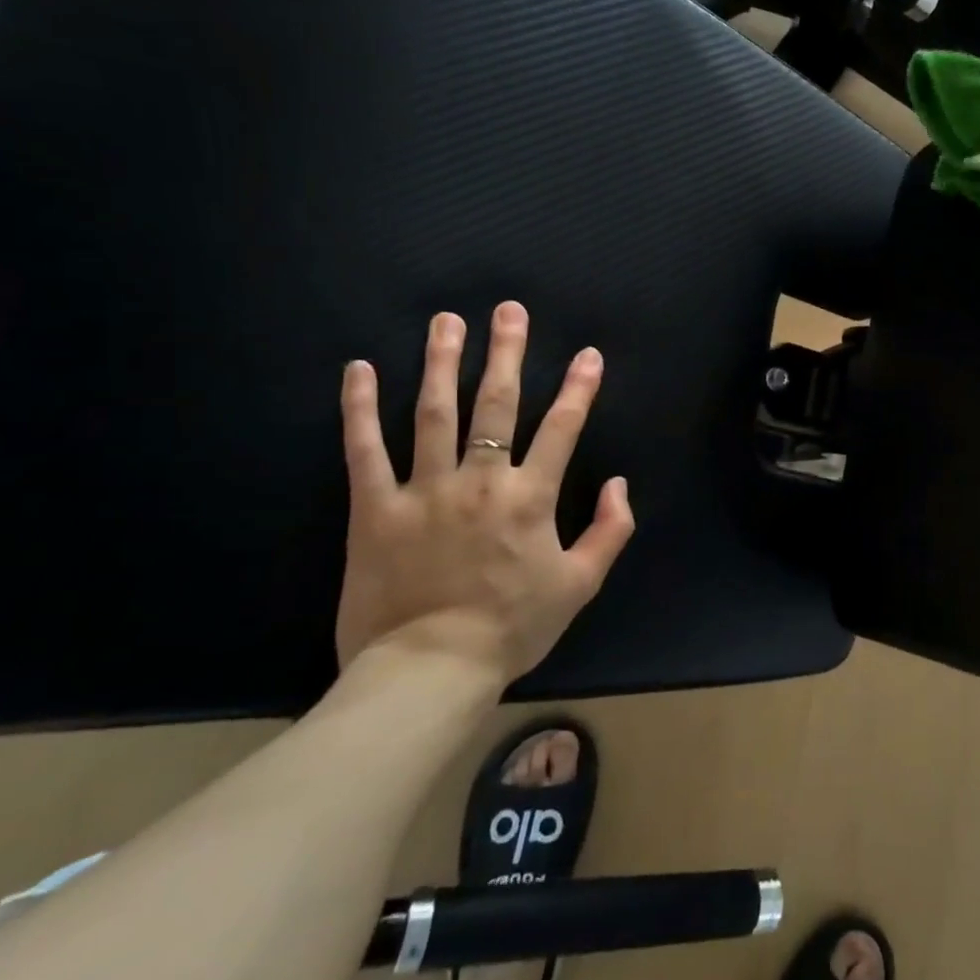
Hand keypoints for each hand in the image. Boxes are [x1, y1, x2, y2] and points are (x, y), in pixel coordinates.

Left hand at [335, 302, 634, 681]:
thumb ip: (611, 530)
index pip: (562, 429)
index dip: (578, 388)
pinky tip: (359, 370)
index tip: (587, 354)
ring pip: (433, 412)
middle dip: (506, 353)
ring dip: (442, 362)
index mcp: (531, 498)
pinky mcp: (375, 508)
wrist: (430, 669)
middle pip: (496, 405)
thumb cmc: (513, 626)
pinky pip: (364, 450)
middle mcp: (480, 480)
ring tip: (446, 321)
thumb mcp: (581, 584)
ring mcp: (424, 490)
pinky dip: (360, 408)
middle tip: (508, 310)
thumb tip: (620, 483)